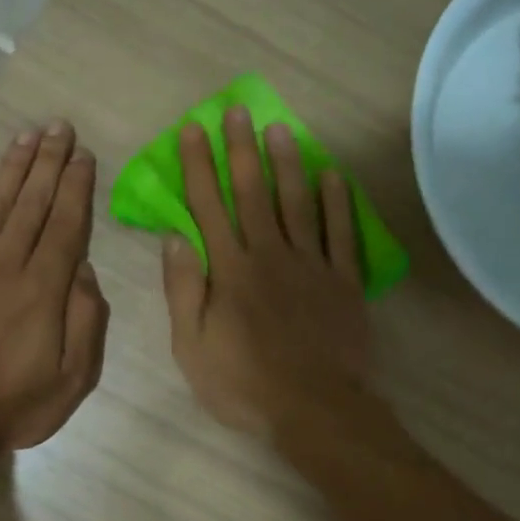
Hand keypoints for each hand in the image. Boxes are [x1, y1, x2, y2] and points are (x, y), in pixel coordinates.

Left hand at [0, 121, 108, 453]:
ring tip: (26, 136)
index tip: (83, 155)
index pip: (65, 226)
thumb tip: (85, 269)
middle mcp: (7, 266)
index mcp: (44, 290)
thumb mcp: (73, 378)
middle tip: (59, 126)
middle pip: (32, 205)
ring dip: (13, 168)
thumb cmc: (14, 405)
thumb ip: (85, 321)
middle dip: (48, 163)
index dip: (75, 187)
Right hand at [161, 107, 371, 437]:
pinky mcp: (344, 281)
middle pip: (252, 193)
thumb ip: (183, 289)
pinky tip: (333, 175)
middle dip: (240, 149)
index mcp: (230, 270)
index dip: (198, 167)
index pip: (208, 207)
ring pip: (297, 203)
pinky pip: (342, 234)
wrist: (314, 409)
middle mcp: (270, 255)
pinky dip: (337, 203)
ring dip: (287, 163)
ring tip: (280, 128)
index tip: (191, 131)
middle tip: (236, 111)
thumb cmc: (243, 384)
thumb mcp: (192, 346)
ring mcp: (312, 265)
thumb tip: (175, 237)